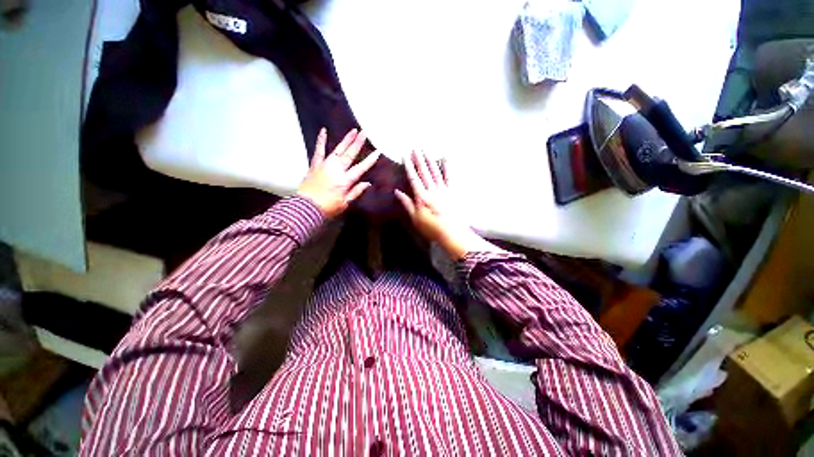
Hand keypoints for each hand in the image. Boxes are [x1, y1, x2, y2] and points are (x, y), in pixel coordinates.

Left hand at [297, 128, 379, 217]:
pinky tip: (323, 130)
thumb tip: (367, 183)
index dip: (369, 160)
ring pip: (337, 150)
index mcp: (344, 181)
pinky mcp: (315, 165)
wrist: (306, 207)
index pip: (360, 168)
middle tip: (364, 133)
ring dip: (346, 140)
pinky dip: (321, 140)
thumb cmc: (327, 207)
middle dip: (358, 143)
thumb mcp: (345, 203)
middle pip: (349, 155)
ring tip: (353, 131)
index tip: (377, 152)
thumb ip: (356, 192)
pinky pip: (319, 150)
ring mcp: (325, 165)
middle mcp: (336, 170)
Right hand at [395, 151, 498, 259]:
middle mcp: (432, 190)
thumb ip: (407, 204)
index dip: (409, 166)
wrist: (452, 233)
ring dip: (430, 160)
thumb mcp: (415, 219)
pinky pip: (449, 177)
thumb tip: (397, 191)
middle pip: (424, 172)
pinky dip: (447, 167)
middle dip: (419, 159)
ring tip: (426, 150)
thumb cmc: (432, 228)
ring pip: (435, 172)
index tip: (405, 155)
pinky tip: (445, 158)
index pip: (414, 178)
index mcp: (421, 197)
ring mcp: (444, 190)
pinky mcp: (453, 192)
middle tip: (415, 147)